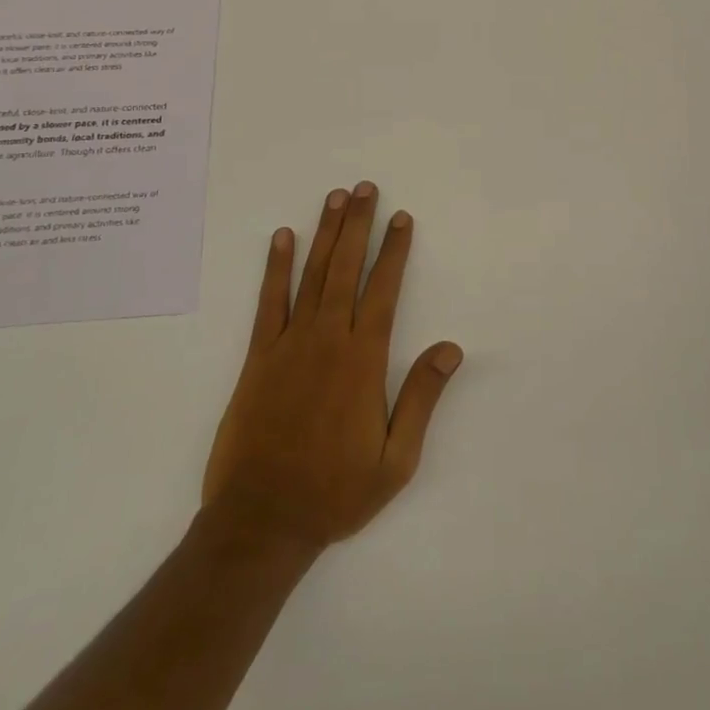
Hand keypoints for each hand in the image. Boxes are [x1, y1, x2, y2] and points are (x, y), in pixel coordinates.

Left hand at [202, 182, 462, 552]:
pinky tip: (283, 237)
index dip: (394, 251)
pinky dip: (276, 267)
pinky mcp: (259, 357)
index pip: (384, 290)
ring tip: (334, 198)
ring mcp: (290, 344)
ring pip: (312, 275)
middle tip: (365, 188)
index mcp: (364, 361)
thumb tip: (451, 348)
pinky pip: (269, 302)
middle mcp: (329, 340)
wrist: (261, 522)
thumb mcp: (395, 460)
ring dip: (325, 233)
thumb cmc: (335, 492)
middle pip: (347, 269)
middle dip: (358, 225)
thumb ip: (422, 398)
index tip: (401, 218)